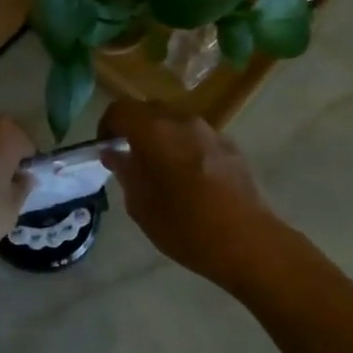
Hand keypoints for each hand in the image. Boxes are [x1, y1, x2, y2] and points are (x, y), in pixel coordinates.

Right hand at [98, 101, 288, 284]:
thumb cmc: (185, 227)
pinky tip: (190, 179)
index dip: (107, 125)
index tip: (105, 148)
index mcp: (154, 132)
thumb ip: (125, 172)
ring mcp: (211, 131)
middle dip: (134, 128)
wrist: (247, 242)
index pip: (120, 110)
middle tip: (129, 158)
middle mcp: (182, 121)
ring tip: (160, 170)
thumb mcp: (141, 206)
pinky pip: (198, 136)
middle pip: (149, 110)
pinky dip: (185, 147)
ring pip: (175, 122)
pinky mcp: (231, 146)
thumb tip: (113, 153)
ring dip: (161, 137)